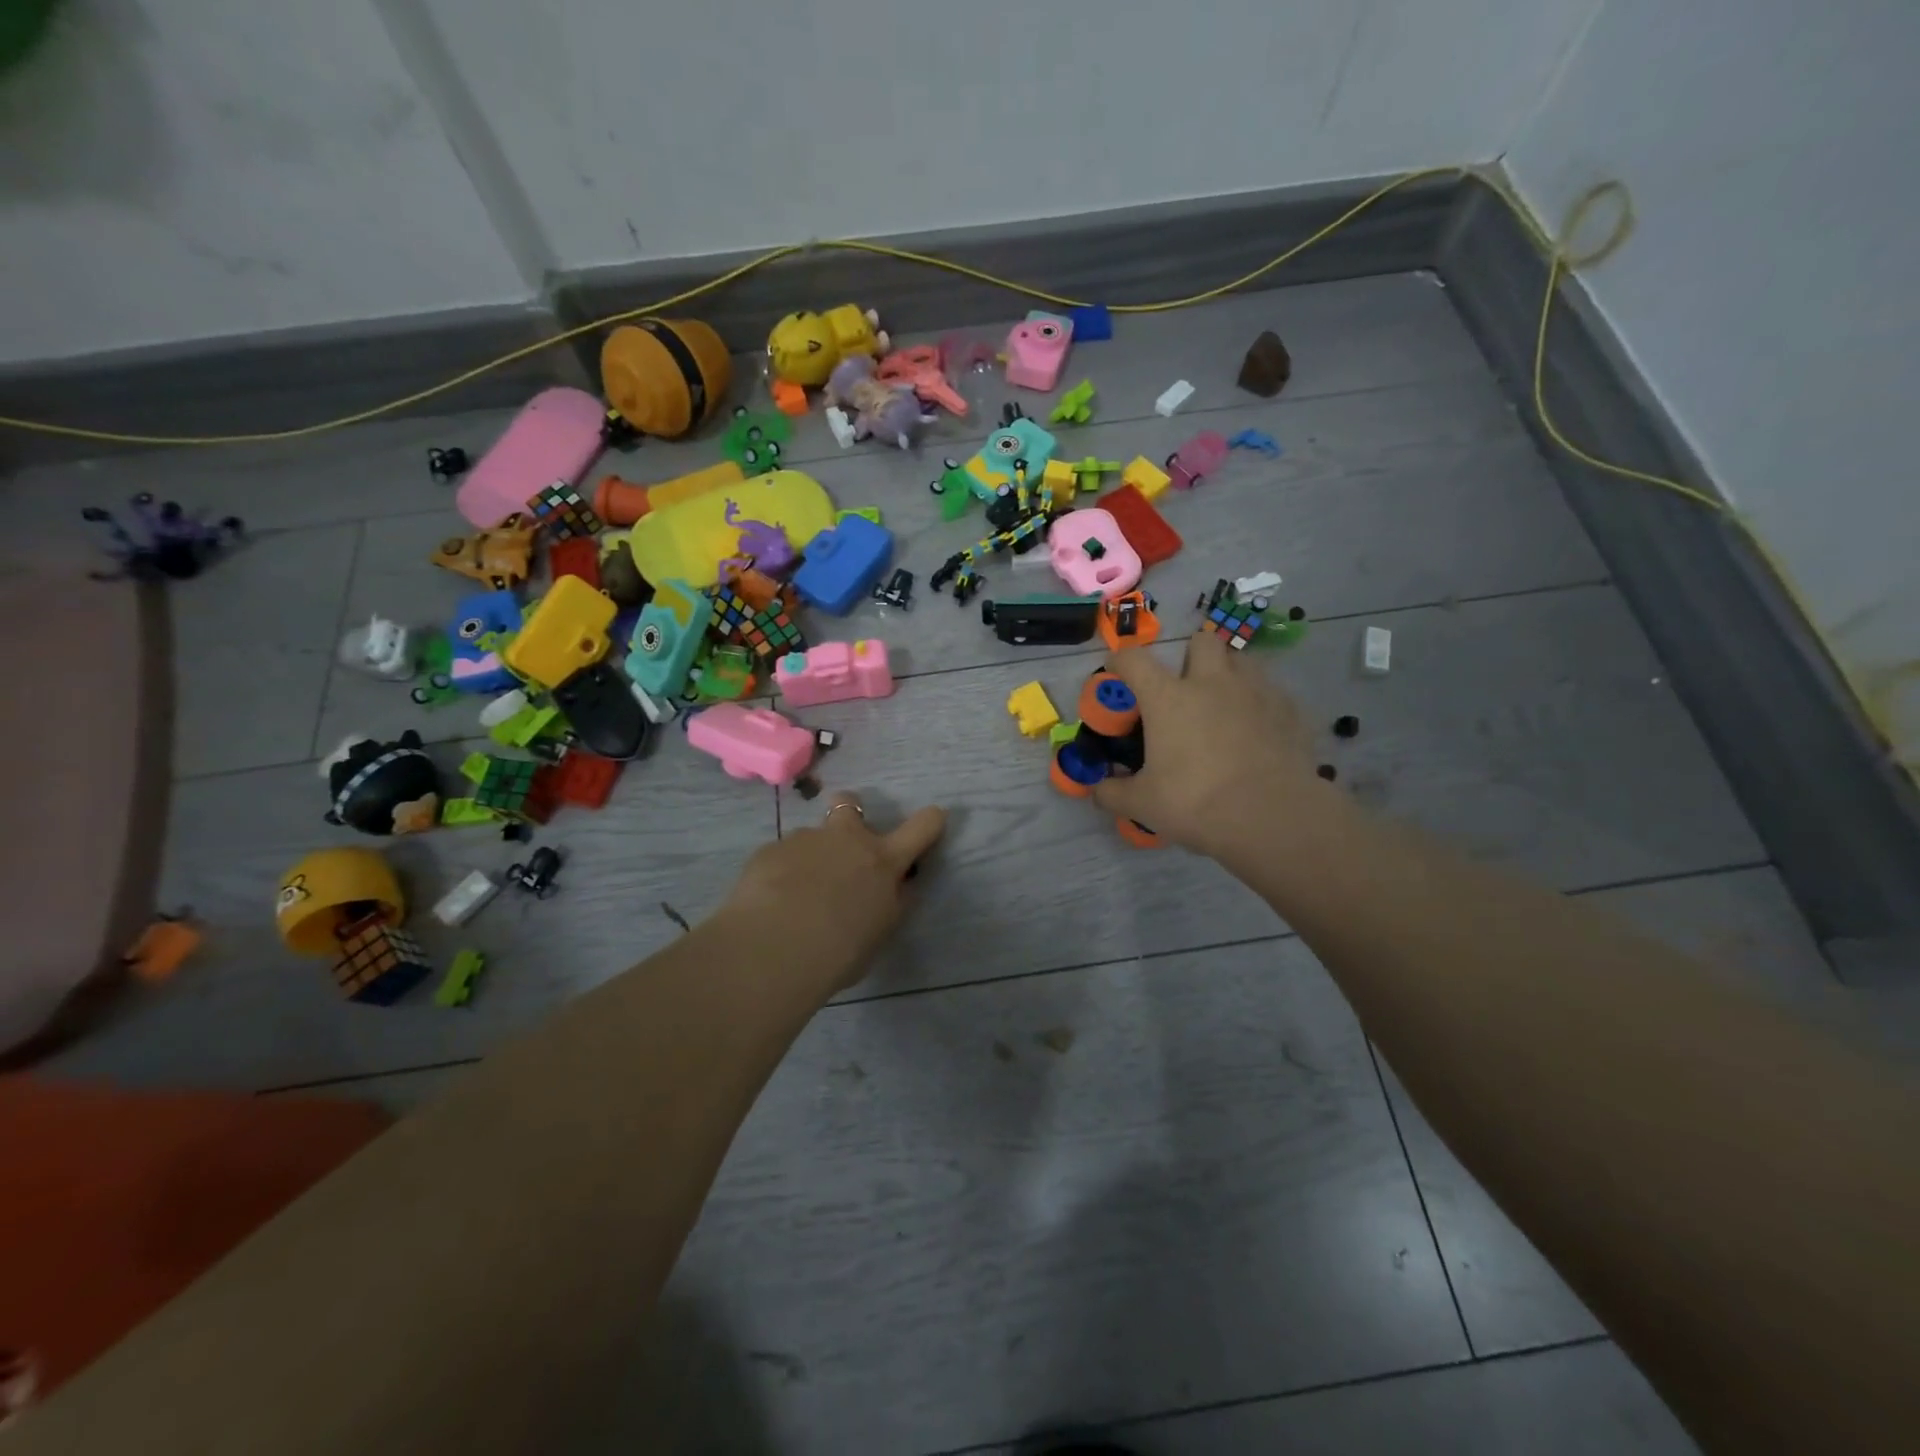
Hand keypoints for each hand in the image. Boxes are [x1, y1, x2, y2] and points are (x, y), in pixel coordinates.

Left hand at [721, 793, 947, 993]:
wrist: (773, 949)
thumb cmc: (838, 951)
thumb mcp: (878, 932)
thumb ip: (888, 903)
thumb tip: (894, 887)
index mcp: (882, 860)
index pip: (921, 828)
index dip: (930, 820)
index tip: (933, 818)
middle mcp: (845, 839)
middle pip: (850, 803)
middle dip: (849, 813)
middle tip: (842, 846)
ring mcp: (804, 839)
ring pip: (810, 838)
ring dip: (809, 857)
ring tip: (794, 895)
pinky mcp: (768, 850)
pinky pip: (779, 857)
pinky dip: (779, 874)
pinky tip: (769, 903)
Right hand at [1090, 631, 1325, 858]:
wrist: (1271, 817)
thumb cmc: (1195, 803)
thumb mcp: (1142, 804)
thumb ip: (1113, 792)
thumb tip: (1096, 790)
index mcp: (1168, 698)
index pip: (1134, 660)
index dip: (1120, 660)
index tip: (1116, 669)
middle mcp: (1211, 682)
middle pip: (1201, 642)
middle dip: (1190, 655)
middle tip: (1184, 684)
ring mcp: (1255, 692)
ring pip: (1241, 659)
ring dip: (1228, 671)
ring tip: (1223, 701)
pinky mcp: (1288, 711)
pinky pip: (1271, 692)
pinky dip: (1259, 702)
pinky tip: (1257, 728)